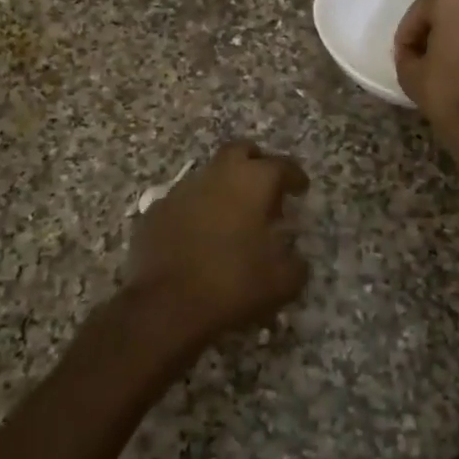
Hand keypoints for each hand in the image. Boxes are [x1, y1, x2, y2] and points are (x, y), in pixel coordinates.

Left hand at [125, 141, 309, 351]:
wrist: (165, 307)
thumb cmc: (232, 285)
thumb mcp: (282, 283)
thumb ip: (296, 263)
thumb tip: (296, 257)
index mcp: (252, 182)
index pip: (281, 165)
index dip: (295, 176)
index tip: (301, 189)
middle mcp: (217, 175)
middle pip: (240, 151)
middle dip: (256, 163)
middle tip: (265, 190)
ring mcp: (181, 190)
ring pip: (210, 174)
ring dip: (225, 188)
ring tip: (234, 218)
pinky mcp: (156, 210)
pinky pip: (184, 200)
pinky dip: (197, 210)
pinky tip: (201, 235)